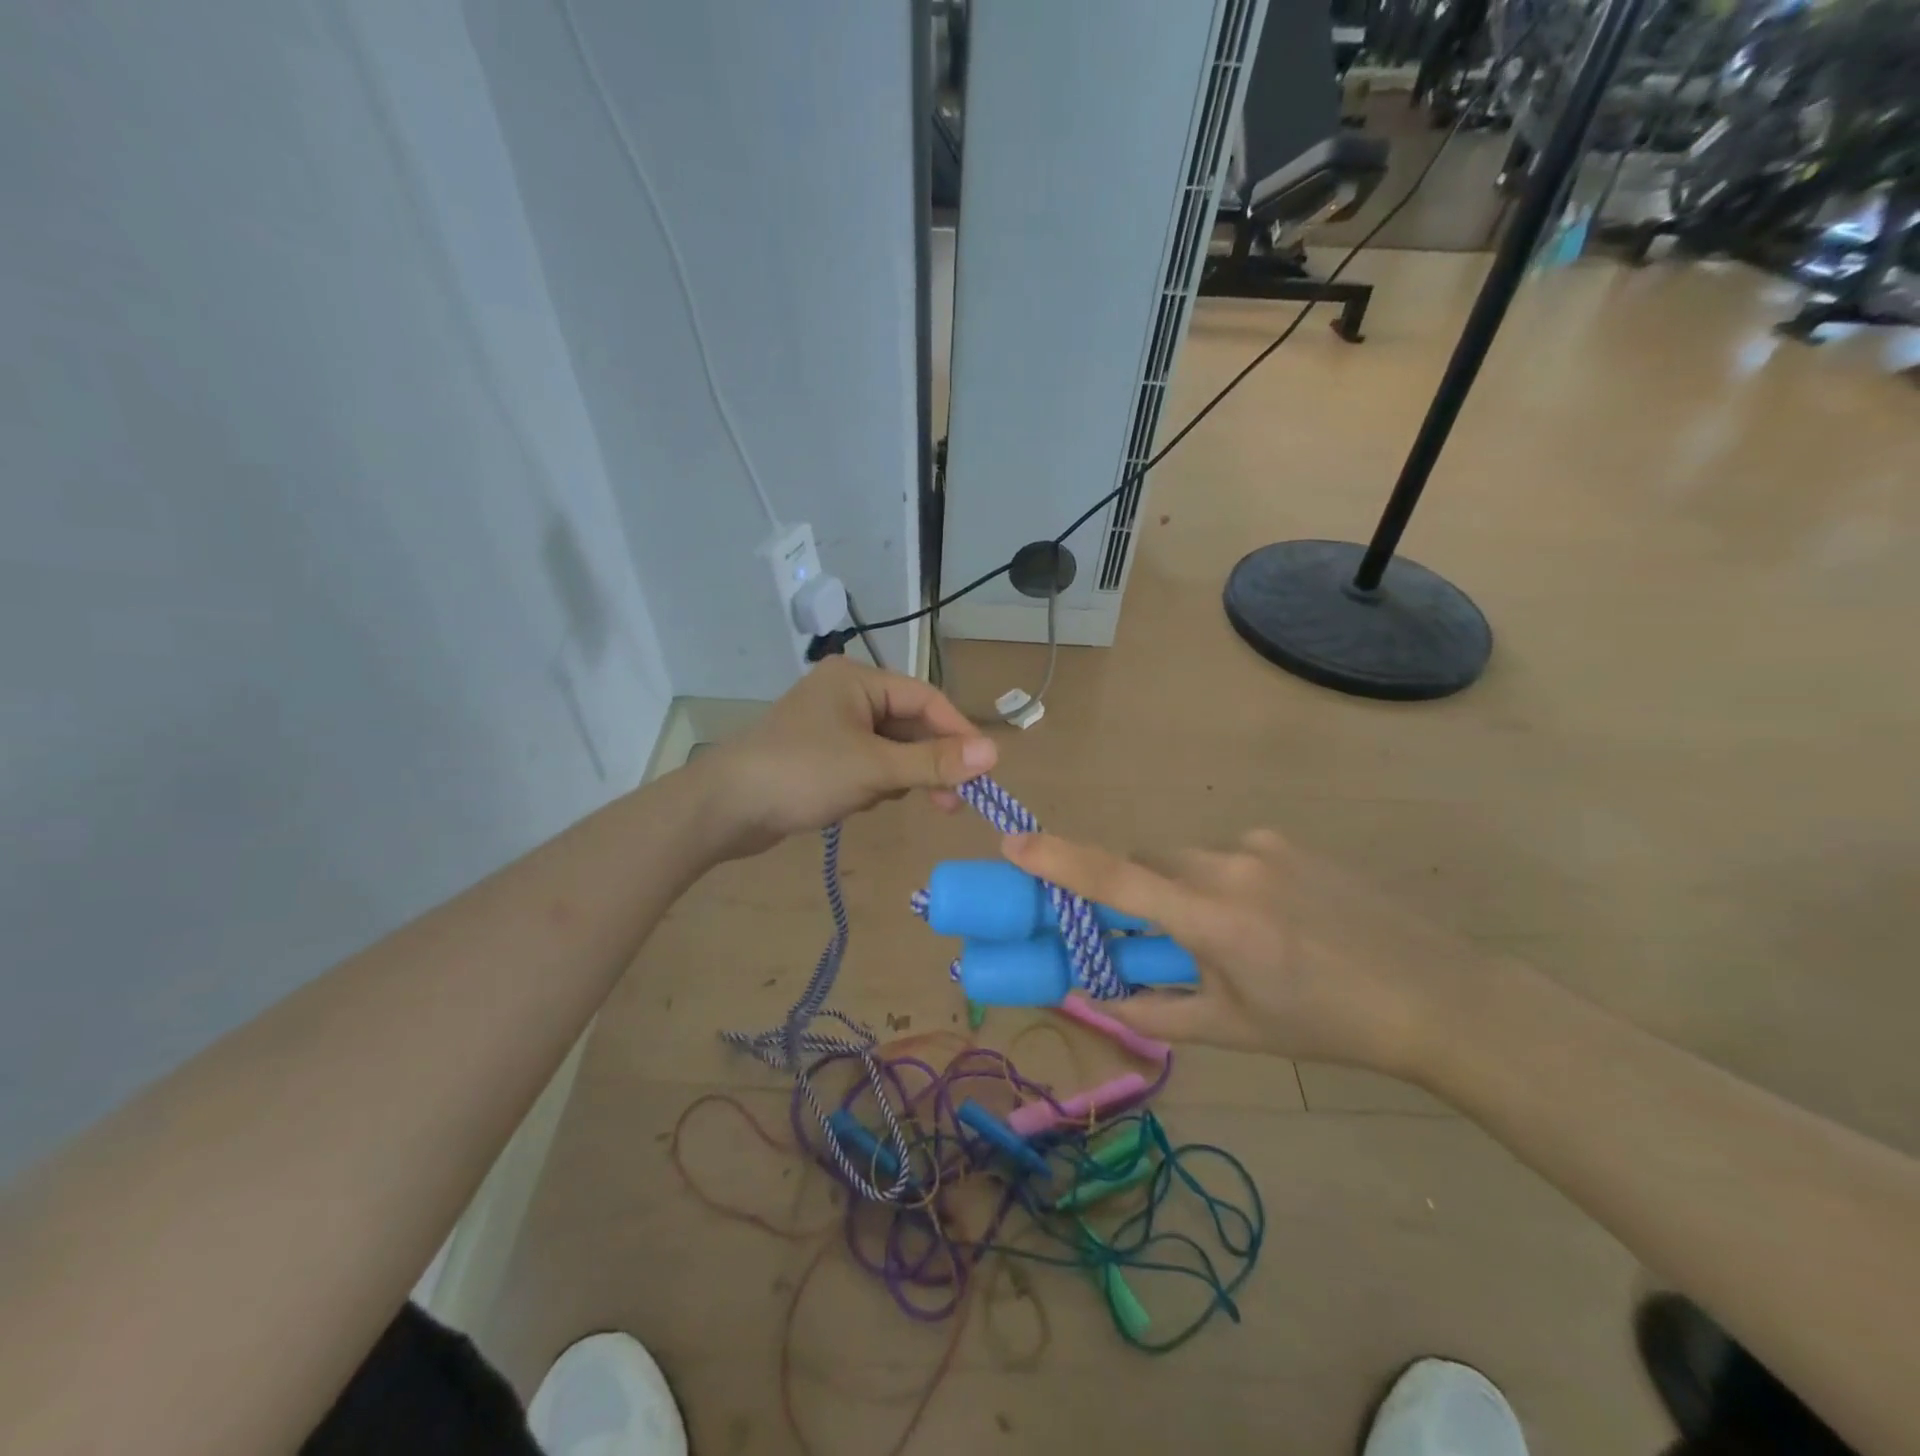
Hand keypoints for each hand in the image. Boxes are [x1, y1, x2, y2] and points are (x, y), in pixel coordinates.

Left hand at [701, 657, 996, 856]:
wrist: (725, 808)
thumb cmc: (802, 774)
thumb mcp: (875, 768)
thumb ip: (934, 761)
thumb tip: (995, 752)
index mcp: (859, 680)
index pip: (926, 699)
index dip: (958, 733)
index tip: (984, 770)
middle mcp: (847, 694)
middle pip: (909, 724)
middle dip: (929, 762)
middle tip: (953, 803)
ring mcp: (831, 725)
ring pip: (890, 748)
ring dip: (900, 776)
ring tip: (892, 801)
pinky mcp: (820, 754)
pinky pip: (867, 763)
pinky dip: (874, 783)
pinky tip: (860, 802)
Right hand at [1003, 828, 1493, 1075]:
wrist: (1436, 994)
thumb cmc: (1325, 1024)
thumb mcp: (1232, 1029)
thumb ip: (1153, 1011)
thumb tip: (1095, 994)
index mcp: (1211, 918)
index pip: (1116, 878)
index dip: (1059, 858)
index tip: (1013, 842)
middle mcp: (1227, 865)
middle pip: (1146, 862)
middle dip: (1131, 891)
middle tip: (1143, 934)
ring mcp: (1261, 845)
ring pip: (1185, 857)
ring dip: (1179, 889)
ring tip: (1224, 937)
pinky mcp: (1287, 840)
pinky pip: (1227, 854)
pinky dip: (1221, 881)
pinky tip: (1267, 919)